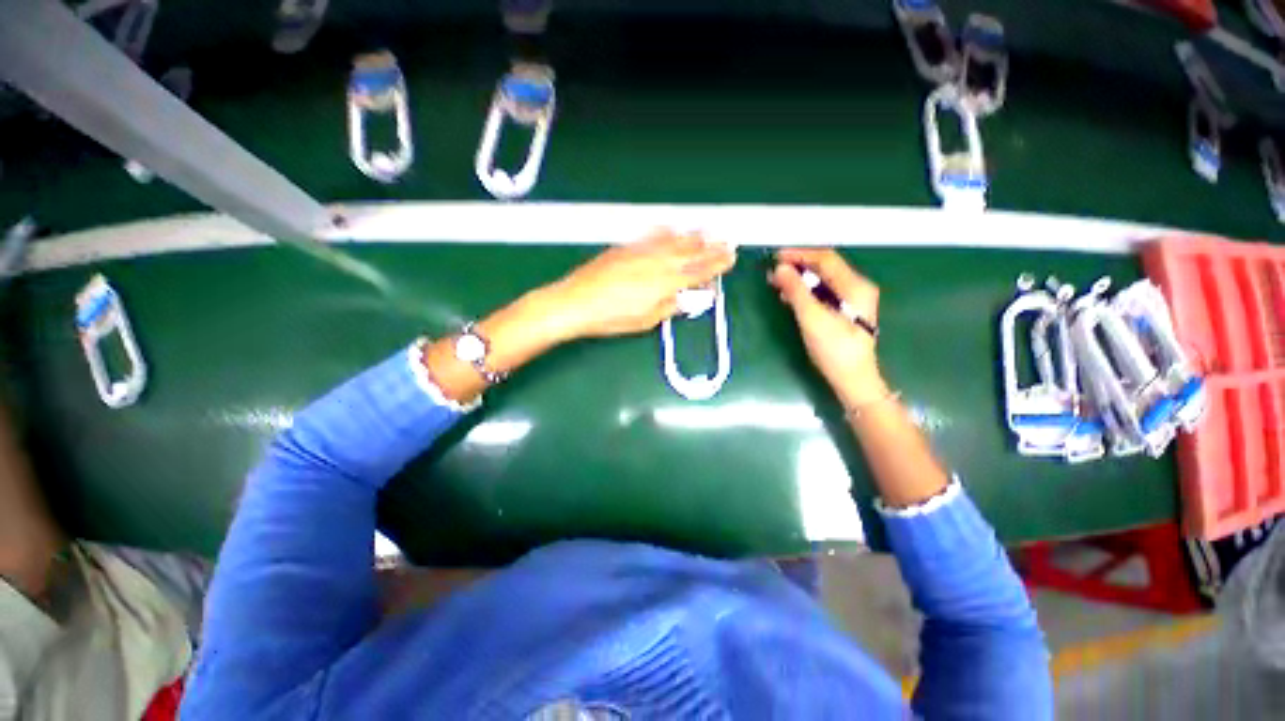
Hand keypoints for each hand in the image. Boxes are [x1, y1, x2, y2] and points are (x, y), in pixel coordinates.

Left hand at [551, 228, 736, 338]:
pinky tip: (672, 227)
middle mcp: (656, 263)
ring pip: (673, 240)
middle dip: (711, 246)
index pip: (698, 271)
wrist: (576, 302)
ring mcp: (640, 252)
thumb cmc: (611, 318)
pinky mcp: (626, 248)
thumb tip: (689, 300)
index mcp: (665, 283)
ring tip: (707, 230)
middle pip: (690, 252)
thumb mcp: (646, 321)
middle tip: (726, 240)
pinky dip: (665, 231)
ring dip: (693, 235)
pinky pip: (651, 235)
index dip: (717, 264)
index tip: (730, 258)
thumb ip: (670, 307)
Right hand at [769, 249, 886, 406]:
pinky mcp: (844, 312)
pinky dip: (805, 292)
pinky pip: (822, 294)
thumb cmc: (834, 349)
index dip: (800, 254)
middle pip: (825, 268)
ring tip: (776, 283)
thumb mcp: (812, 318)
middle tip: (773, 271)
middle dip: (798, 267)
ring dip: (799, 280)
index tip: (776, 257)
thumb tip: (780, 269)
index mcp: (855, 286)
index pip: (825, 259)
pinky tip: (789, 297)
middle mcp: (856, 288)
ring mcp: (851, 301)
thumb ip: (796, 291)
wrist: (852, 379)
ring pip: (822, 281)